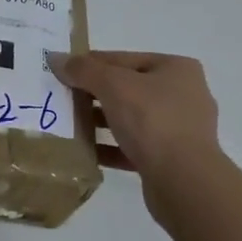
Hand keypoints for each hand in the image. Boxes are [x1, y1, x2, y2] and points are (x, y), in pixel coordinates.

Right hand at [48, 51, 221, 181]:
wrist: (184, 181)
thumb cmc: (152, 120)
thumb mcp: (113, 86)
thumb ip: (84, 70)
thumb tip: (57, 59)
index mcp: (177, 69)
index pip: (125, 59)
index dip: (92, 63)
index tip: (64, 72)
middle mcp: (184, 95)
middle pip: (129, 88)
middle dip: (96, 94)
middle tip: (64, 99)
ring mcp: (181, 129)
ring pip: (132, 119)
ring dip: (102, 121)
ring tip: (71, 125)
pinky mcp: (173, 160)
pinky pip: (135, 147)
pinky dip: (112, 147)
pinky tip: (87, 152)